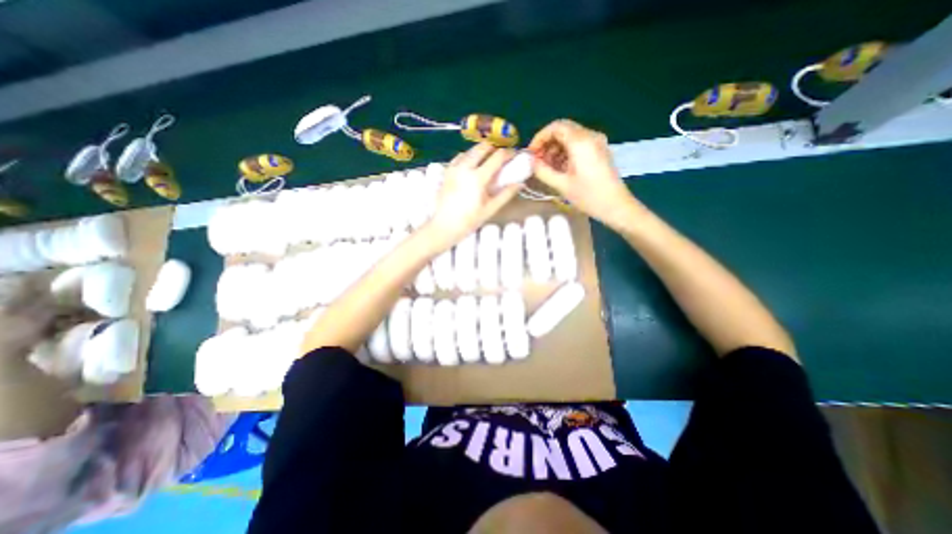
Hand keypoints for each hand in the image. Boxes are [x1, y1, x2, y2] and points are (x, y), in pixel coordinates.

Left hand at [426, 145, 524, 252]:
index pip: (497, 157)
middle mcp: (465, 168)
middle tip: (500, 158)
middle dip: (494, 149)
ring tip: (487, 161)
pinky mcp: (447, 172)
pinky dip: (468, 156)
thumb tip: (520, 184)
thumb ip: (506, 194)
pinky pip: (459, 157)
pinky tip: (472, 166)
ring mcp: (454, 168)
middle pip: (482, 147)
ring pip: (470, 150)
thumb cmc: (469, 220)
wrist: (444, 226)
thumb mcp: (490, 209)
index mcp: (478, 178)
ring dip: (481, 152)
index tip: (514, 156)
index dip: (508, 154)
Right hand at [529, 118, 638, 227]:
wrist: (616, 206)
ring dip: (555, 149)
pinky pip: (578, 144)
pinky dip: (565, 152)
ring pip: (570, 137)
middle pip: (563, 130)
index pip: (555, 127)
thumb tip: (531, 162)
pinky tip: (559, 168)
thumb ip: (543, 171)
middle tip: (537, 161)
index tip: (531, 154)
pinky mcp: (599, 151)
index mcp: (581, 142)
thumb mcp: (562, 185)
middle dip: (547, 143)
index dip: (540, 138)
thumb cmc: (589, 196)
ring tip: (546, 167)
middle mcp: (590, 136)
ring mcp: (596, 143)